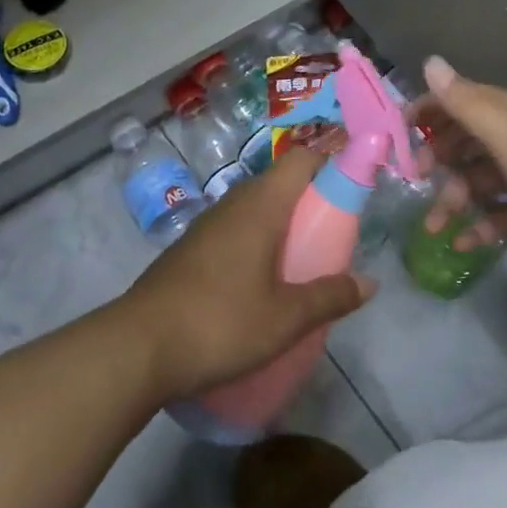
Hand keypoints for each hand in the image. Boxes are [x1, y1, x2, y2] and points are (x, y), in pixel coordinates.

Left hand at [119, 143, 375, 400]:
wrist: (137, 348)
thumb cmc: (220, 323)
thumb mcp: (285, 318)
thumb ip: (330, 297)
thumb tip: (369, 283)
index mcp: (260, 205)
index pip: (301, 159)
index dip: (331, 163)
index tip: (353, 189)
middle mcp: (233, 204)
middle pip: (280, 182)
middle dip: (311, 200)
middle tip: (334, 234)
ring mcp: (207, 226)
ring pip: (255, 208)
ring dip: (282, 224)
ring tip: (304, 260)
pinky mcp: (190, 250)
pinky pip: (235, 230)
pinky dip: (257, 242)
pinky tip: (263, 282)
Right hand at [415, 56, 506, 264]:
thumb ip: (467, 104)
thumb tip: (430, 62)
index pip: (462, 100)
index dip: (429, 112)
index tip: (396, 134)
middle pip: (469, 141)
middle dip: (438, 158)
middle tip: (414, 181)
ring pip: (482, 179)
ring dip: (455, 199)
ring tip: (434, 228)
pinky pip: (503, 212)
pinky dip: (482, 224)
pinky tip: (464, 244)